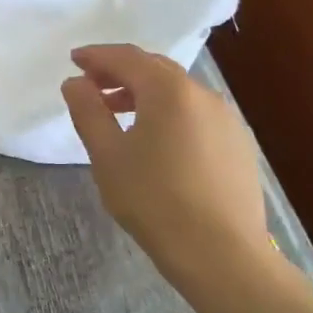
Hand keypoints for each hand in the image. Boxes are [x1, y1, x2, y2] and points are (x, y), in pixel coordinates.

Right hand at [60, 44, 271, 285]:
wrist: (223, 256)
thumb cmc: (155, 200)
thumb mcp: (107, 155)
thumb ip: (88, 111)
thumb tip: (75, 83)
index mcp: (168, 90)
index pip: (126, 57)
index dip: (96, 56)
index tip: (74, 60)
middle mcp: (202, 94)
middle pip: (155, 68)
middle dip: (120, 71)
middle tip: (91, 84)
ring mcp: (226, 119)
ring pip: (177, 91)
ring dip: (144, 93)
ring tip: (118, 113)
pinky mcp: (238, 144)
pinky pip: (195, 113)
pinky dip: (169, 112)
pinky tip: (156, 140)